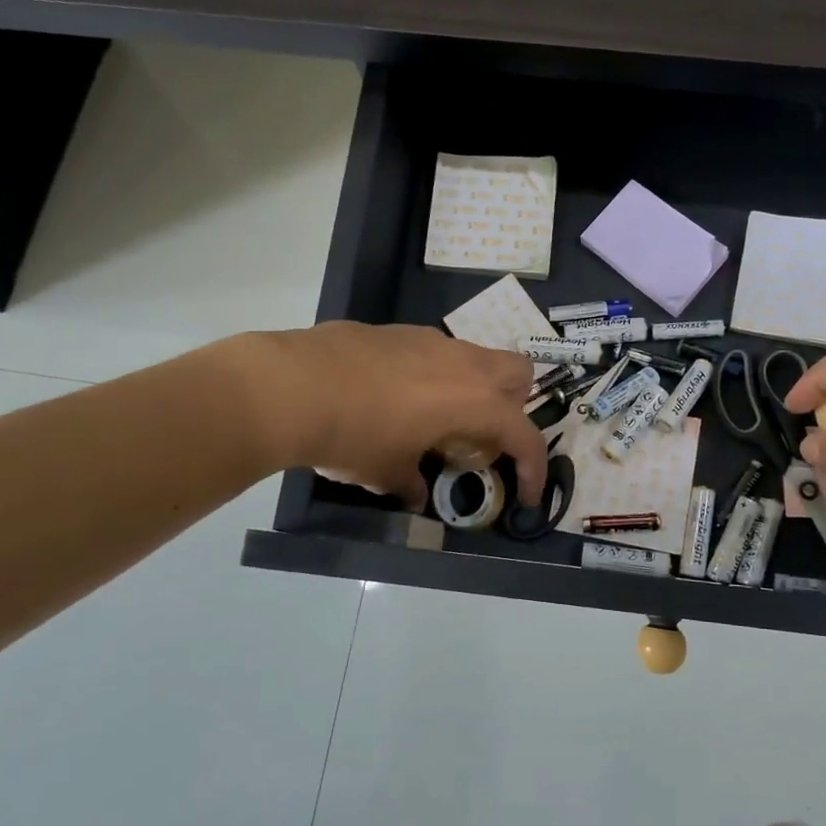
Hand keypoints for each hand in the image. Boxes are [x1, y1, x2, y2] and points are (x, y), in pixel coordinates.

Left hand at [235, 322, 546, 510]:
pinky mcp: (399, 331)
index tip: (526, 493)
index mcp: (474, 401)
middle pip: (518, 373)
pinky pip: (435, 351)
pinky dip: (433, 374)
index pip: (524, 434)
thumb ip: (411, 484)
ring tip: (434, 418)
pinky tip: (394, 396)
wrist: (293, 385)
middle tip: (482, 436)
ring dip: (472, 387)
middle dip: (513, 405)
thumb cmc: (354, 436)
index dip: (533, 467)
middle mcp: (464, 364)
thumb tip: (417, 495)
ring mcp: (431, 340)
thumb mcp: (386, 473)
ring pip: (475, 356)